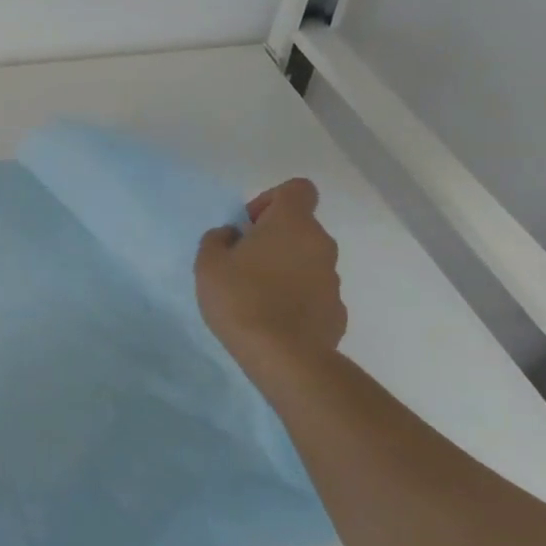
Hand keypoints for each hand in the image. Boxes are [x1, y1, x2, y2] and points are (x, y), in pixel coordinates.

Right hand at [195, 178, 346, 361]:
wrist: (283, 356)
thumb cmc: (241, 298)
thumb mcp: (208, 263)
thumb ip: (218, 239)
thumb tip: (232, 235)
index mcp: (292, 224)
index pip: (297, 189)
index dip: (271, 199)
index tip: (250, 225)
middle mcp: (320, 244)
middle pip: (299, 227)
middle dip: (273, 238)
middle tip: (243, 263)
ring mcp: (333, 279)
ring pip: (306, 260)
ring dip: (284, 268)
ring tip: (255, 296)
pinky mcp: (337, 311)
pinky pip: (313, 292)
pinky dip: (296, 297)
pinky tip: (273, 318)